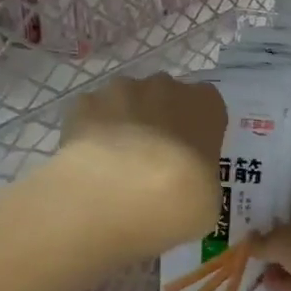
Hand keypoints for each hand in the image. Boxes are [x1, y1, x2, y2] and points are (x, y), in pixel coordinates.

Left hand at [54, 74, 226, 253]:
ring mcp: (119, 91)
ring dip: (125, 124)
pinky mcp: (81, 105)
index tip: (192, 157)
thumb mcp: (209, 202)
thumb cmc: (180, 201)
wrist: (116, 199)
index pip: (208, 105)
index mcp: (205, 106)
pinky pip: (91, 115)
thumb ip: (201, 180)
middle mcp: (164, 88)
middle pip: (165, 97)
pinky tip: (91, 165)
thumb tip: (186, 186)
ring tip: (118, 166)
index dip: (198, 130)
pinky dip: (91, 134)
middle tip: (155, 163)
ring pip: (126, 102)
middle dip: (160, 122)